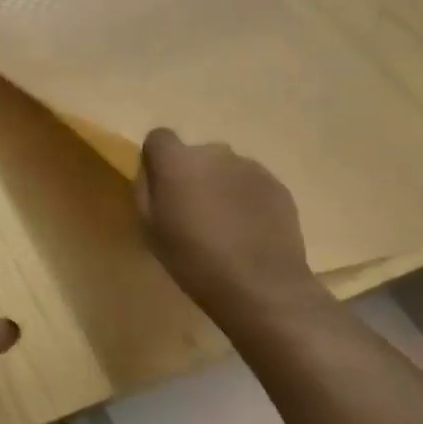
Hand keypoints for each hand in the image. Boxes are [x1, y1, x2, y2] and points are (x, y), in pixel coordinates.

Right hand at [135, 128, 332, 324]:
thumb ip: (146, 190)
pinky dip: (246, 199)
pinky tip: (249, 231)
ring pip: (225, 169)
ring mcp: (250, 166)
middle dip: (191, 175)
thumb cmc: (194, 260)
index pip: (159, 137)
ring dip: (220, 186)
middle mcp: (214, 152)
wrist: (261, 286)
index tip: (161, 187)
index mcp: (177, 162)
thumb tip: (151, 172)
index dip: (157, 159)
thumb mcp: (150, 229)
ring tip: (225, 225)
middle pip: (195, 155)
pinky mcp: (276, 184)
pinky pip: (251, 183)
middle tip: (194, 213)